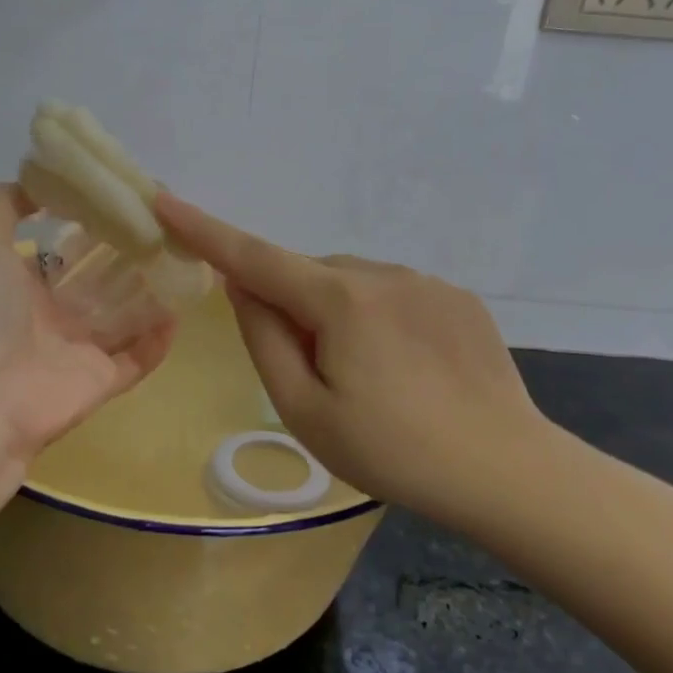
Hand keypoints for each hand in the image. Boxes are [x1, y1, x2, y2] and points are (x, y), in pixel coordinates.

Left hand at [0, 184, 176, 496]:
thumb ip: (4, 204)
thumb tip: (40, 183)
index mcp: (26, 285)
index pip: (69, 251)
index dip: (98, 226)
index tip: (130, 202)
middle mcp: (54, 317)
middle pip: (103, 281)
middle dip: (133, 257)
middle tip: (170, 230)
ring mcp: (79, 352)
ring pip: (126, 317)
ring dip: (153, 293)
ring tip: (186, 263)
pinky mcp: (101, 382)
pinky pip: (138, 358)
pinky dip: (159, 339)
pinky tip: (181, 310)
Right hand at [156, 192, 550, 527]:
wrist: (507, 472)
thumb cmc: (393, 452)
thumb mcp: (306, 411)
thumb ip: (265, 340)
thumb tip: (243, 287)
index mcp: (340, 300)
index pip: (255, 256)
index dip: (205, 230)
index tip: (165, 200)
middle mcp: (382, 273)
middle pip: (309, 276)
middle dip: (294, 309)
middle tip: (316, 376)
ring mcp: (426, 282)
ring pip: (352, 285)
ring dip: (338, 316)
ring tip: (371, 381)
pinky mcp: (457, 298)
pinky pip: (394, 295)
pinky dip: (378, 319)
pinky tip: (408, 371)